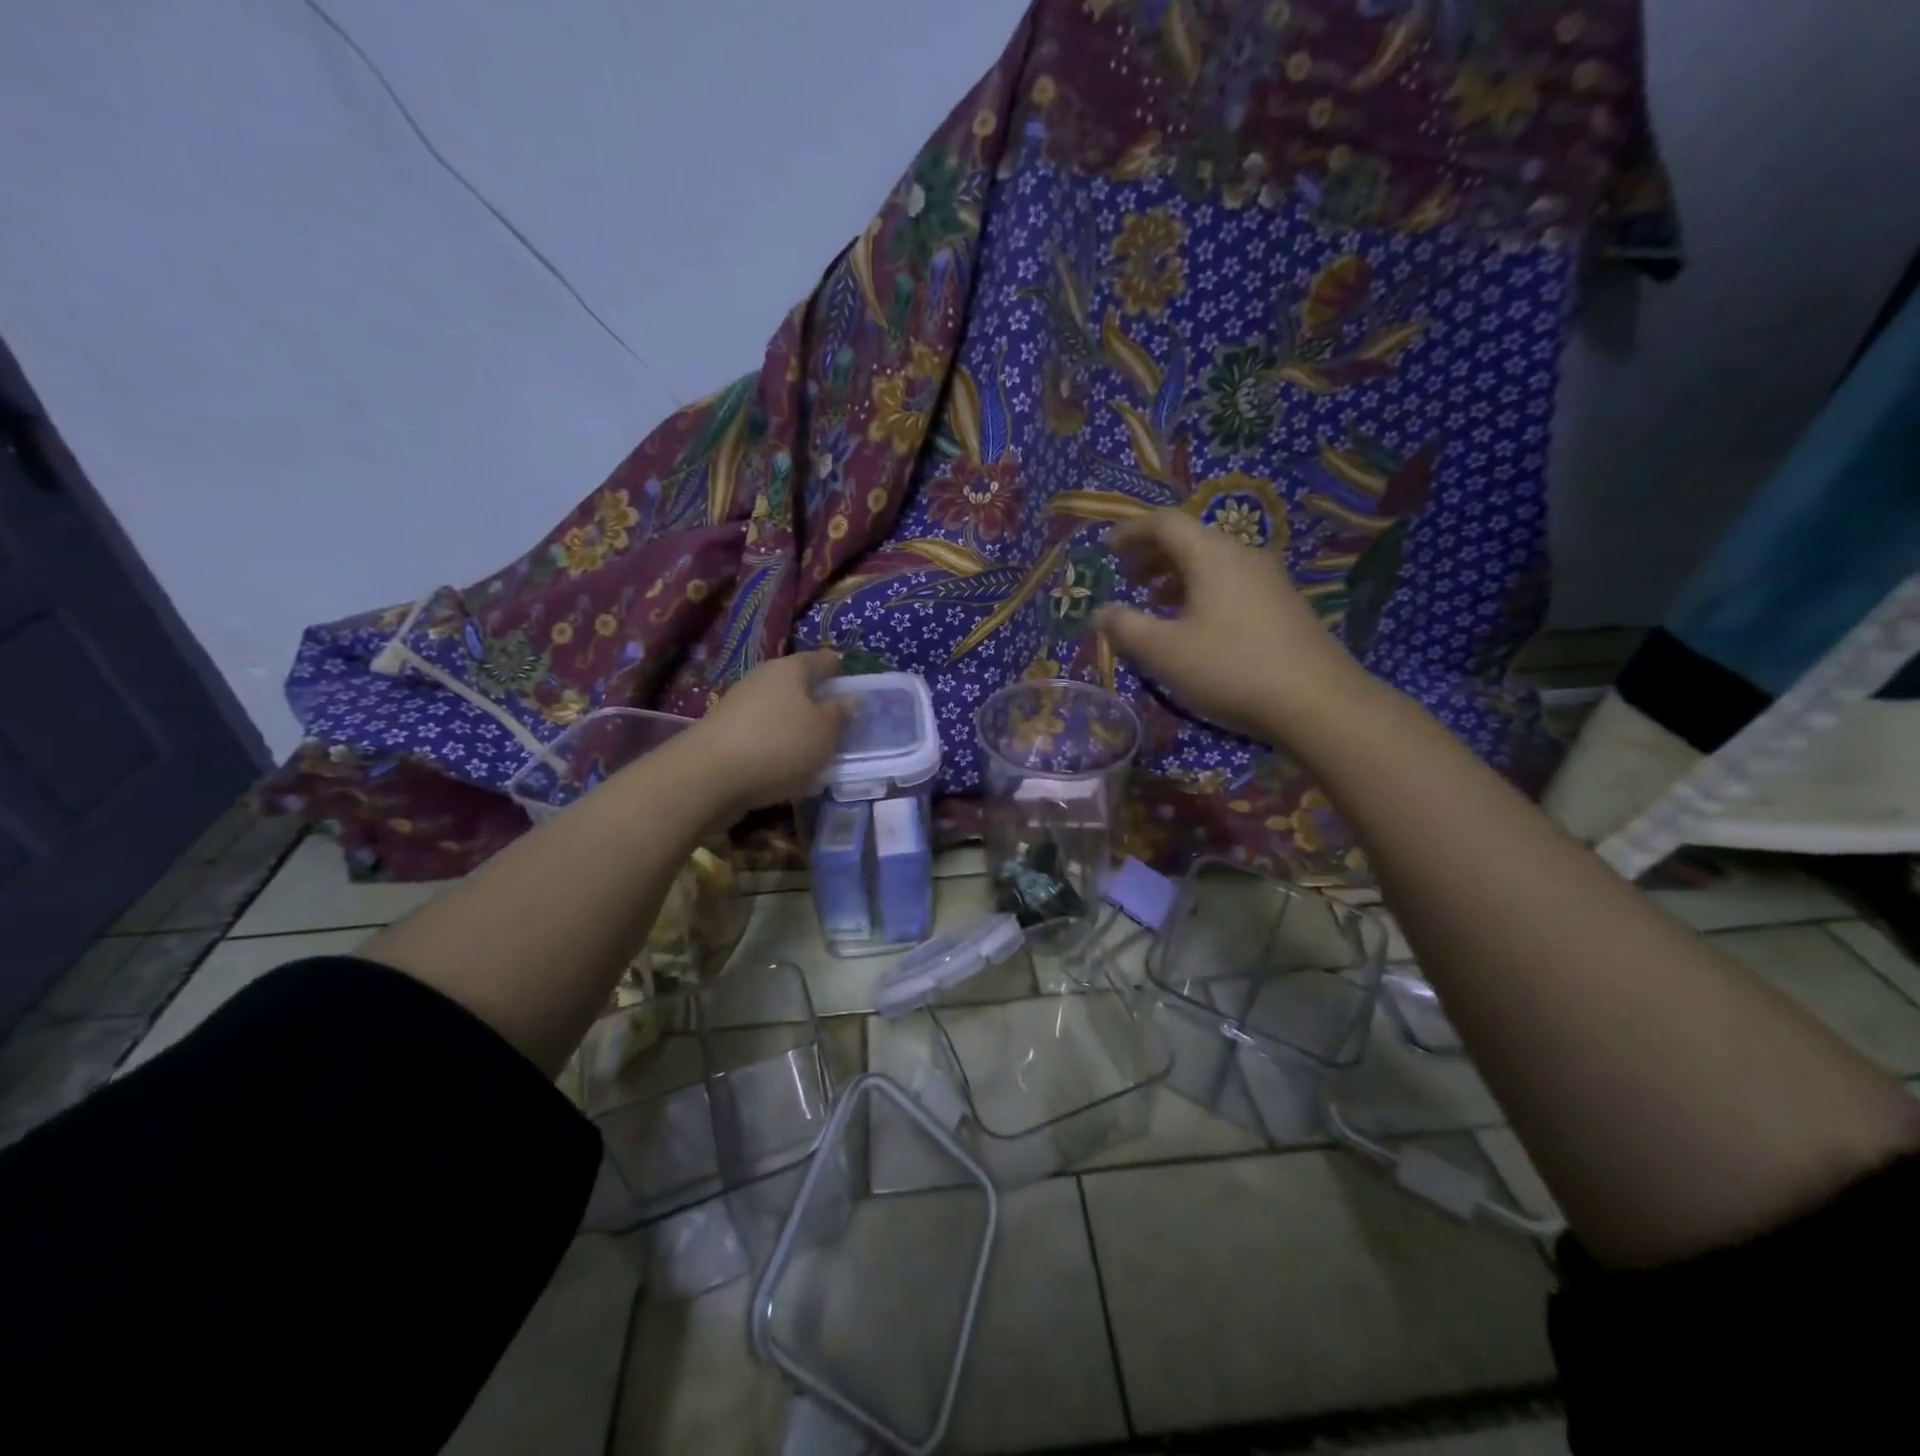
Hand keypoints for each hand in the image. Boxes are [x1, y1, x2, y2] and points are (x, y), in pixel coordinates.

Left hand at [687, 650, 849, 815]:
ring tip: (815, 750)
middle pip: (797, 684)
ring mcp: (739, 705)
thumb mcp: (824, 732)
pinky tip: (786, 766)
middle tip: (839, 723)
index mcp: (791, 669)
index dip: (839, 670)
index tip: (854, 686)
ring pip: (778, 710)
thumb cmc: (780, 745)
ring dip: (795, 726)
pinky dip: (776, 745)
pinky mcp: (725, 733)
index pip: (822, 660)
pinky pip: (762, 734)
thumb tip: (851, 698)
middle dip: (817, 700)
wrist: (710, 777)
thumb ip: (840, 714)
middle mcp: (762, 678)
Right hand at [1093, 509, 1370, 740]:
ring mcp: (1269, 580)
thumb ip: (1126, 628)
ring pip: (1213, 563)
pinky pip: (1231, 583)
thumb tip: (1100, 612)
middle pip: (1191, 539)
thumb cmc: (1231, 669)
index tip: (1106, 549)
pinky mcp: (1283, 606)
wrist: (1318, 703)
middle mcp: (1243, 556)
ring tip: (1155, 601)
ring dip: (1177, 575)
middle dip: (1152, 554)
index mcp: (1212, 555)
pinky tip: (1195, 626)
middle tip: (1126, 578)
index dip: (1131, 531)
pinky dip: (1201, 591)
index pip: (1165, 523)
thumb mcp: (1165, 652)